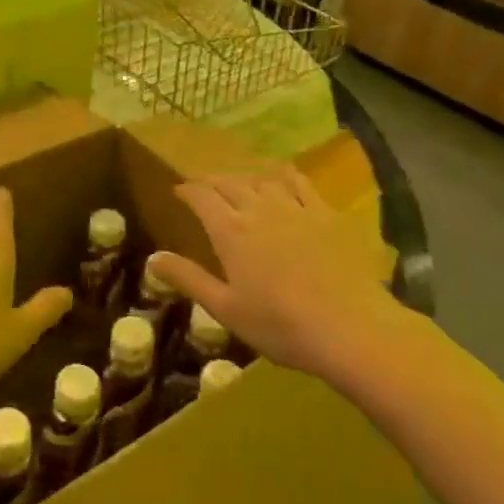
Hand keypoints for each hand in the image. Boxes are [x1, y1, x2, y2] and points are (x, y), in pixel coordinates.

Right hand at [149, 167, 399, 381]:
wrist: (351, 328)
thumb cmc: (280, 325)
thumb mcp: (225, 308)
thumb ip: (188, 278)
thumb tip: (152, 258)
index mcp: (230, 231)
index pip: (201, 197)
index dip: (187, 191)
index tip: (178, 192)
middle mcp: (259, 209)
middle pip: (230, 183)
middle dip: (212, 181)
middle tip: (203, 187)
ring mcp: (296, 208)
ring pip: (262, 179)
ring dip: (244, 178)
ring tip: (239, 184)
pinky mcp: (326, 214)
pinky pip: (300, 183)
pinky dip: (284, 176)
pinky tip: (282, 178)